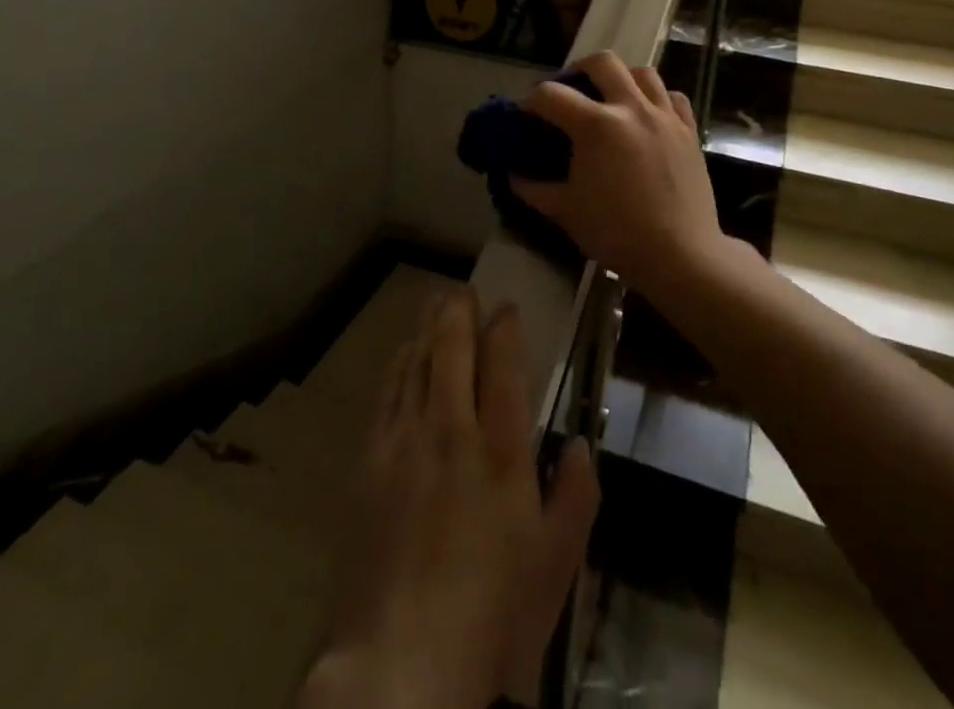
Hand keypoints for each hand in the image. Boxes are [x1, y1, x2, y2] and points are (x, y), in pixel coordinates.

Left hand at [302, 290, 600, 708]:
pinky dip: (399, 363)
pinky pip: (387, 393)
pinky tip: (403, 355)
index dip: (505, 328)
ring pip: (416, 361)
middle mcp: (451, 430)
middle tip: (464, 289)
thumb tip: (583, 443)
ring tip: (435, 305)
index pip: (504, 365)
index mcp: (501, 451)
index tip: (507, 309)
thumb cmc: (492, 616)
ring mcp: (404, 441)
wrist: (399, 663)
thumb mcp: (556, 566)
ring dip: (428, 328)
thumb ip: (576, 497)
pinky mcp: (369, 461)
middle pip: (453, 347)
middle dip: (460, 310)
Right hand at [510, 52, 724, 306]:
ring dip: (621, 77)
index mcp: (595, 125)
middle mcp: (631, 108)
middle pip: (602, 62)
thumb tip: (513, 175)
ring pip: (643, 72)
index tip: (525, 115)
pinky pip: (673, 97)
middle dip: (578, 69)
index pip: (551, 95)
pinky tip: (648, 114)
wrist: (680, 255)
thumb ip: (533, 189)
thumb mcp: (565, 211)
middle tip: (570, 90)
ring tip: (611, 97)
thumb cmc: (616, 233)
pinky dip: (658, 97)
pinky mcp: (689, 131)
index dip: (530, 101)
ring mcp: (664, 116)